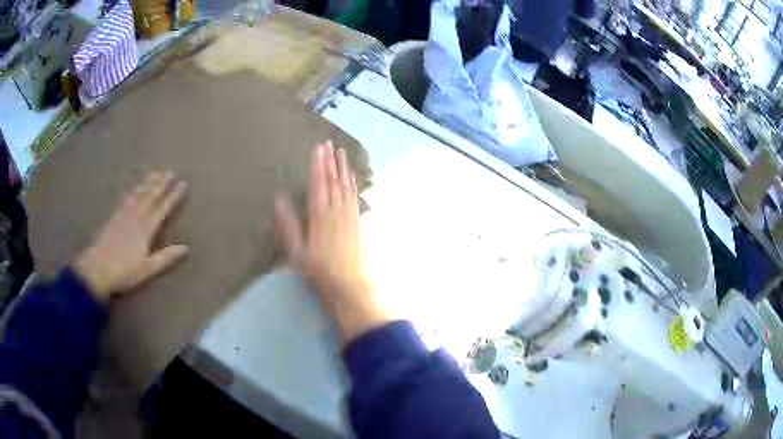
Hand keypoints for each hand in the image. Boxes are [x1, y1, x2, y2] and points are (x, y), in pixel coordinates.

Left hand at [74, 171, 187, 301]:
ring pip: (137, 196)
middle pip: (149, 198)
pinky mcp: (113, 219)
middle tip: (169, 171)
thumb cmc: (124, 272)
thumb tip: (186, 248)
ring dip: (147, 184)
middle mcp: (135, 219)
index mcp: (145, 231)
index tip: (182, 184)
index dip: (172, 197)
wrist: (97, 269)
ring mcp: (123, 217)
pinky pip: (125, 200)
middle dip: (161, 185)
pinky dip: (131, 191)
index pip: (161, 210)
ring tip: (154, 173)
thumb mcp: (147, 269)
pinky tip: (133, 188)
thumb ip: (165, 258)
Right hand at [275, 141, 387, 342]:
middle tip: (329, 143)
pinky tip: (351, 177)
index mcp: (319, 216)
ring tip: (341, 152)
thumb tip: (279, 199)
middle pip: (333, 181)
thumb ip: (289, 225)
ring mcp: (349, 216)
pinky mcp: (357, 222)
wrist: (350, 285)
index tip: (318, 148)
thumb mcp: (297, 251)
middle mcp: (336, 211)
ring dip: (343, 168)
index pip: (318, 184)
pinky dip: (352, 183)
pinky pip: (354, 197)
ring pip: (346, 186)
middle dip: (330, 161)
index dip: (318, 165)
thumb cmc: (319, 271)